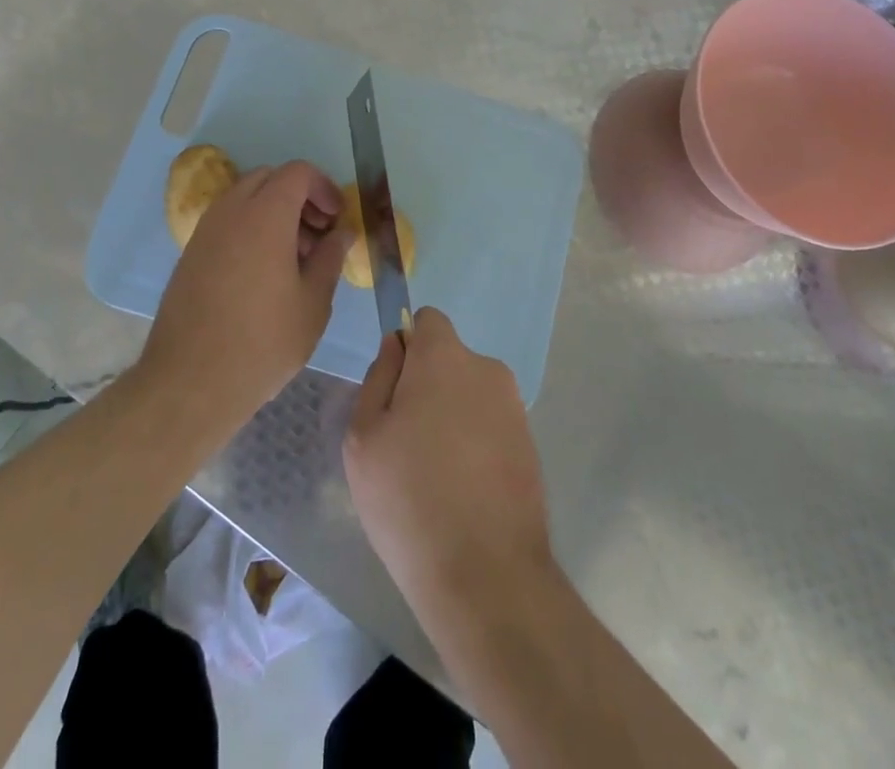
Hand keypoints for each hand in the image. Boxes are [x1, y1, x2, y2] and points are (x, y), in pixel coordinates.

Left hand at [140, 161, 350, 424]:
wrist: (189, 383)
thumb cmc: (263, 342)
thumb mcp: (313, 303)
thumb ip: (330, 258)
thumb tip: (342, 233)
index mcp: (265, 215)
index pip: (297, 172)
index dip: (323, 187)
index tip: (337, 219)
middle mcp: (231, 212)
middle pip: (269, 178)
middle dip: (299, 196)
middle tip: (319, 234)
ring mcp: (205, 231)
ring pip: (245, 197)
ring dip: (273, 211)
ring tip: (294, 257)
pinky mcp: (190, 254)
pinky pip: (226, 221)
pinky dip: (250, 227)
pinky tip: (263, 272)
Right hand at [343, 308, 553, 617]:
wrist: (486, 575)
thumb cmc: (408, 498)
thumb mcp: (364, 437)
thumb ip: (378, 378)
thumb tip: (396, 347)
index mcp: (445, 357)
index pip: (427, 321)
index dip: (407, 347)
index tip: (395, 391)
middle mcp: (486, 369)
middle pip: (448, 360)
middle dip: (427, 386)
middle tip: (405, 443)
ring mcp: (514, 407)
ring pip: (469, 395)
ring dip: (451, 417)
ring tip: (434, 476)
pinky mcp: (530, 444)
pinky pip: (490, 426)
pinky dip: (475, 445)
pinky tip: (462, 493)